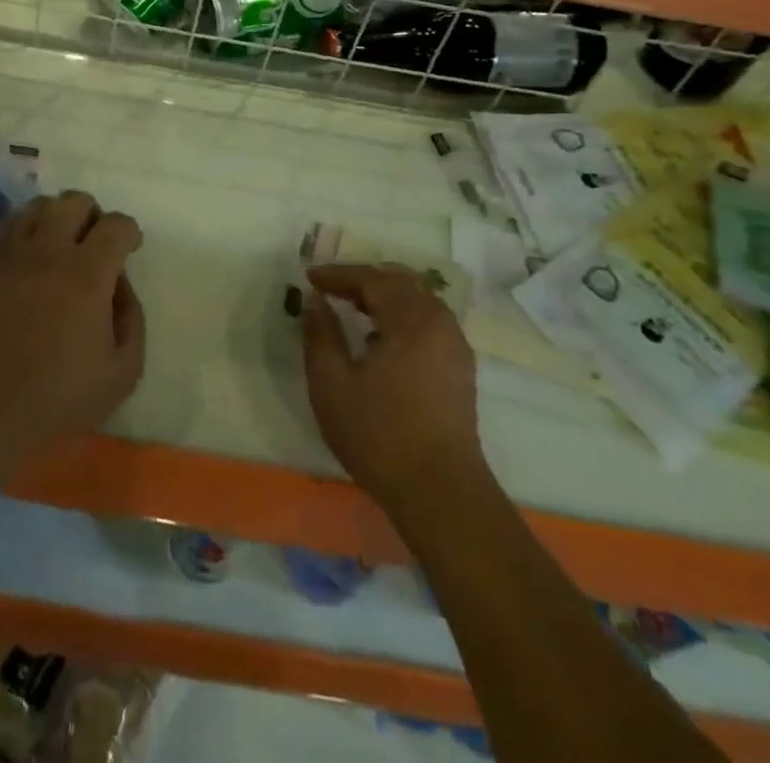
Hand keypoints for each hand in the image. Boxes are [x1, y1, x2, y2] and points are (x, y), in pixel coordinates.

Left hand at [0, 191, 145, 481]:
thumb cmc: (60, 398)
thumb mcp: (123, 370)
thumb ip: (132, 318)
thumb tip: (120, 283)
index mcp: (87, 274)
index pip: (116, 224)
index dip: (129, 231)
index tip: (131, 248)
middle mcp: (49, 252)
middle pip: (74, 201)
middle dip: (94, 214)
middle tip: (96, 243)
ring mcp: (13, 256)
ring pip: (38, 206)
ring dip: (57, 215)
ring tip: (62, 243)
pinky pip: (8, 227)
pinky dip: (26, 229)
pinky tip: (32, 255)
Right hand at [302, 264, 484, 510]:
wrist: (440, 494)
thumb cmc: (379, 435)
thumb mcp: (331, 384)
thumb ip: (320, 335)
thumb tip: (316, 301)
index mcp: (412, 320)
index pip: (372, 279)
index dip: (338, 274)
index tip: (309, 277)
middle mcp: (440, 323)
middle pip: (400, 282)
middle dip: (363, 280)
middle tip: (331, 288)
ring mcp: (455, 346)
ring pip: (418, 300)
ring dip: (384, 296)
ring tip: (352, 307)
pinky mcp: (460, 369)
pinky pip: (429, 322)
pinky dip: (401, 315)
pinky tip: (380, 338)